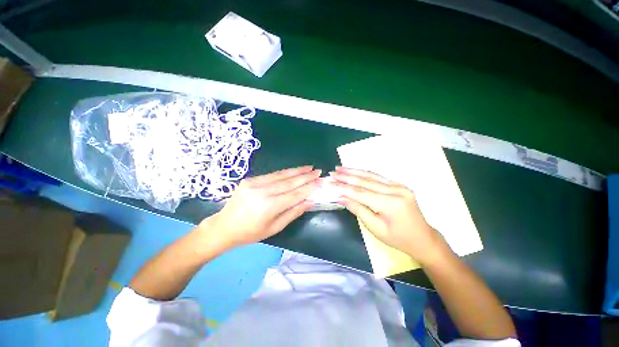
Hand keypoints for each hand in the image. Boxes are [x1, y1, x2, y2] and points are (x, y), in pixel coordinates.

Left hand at [200, 166, 320, 247]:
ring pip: (281, 175)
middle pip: (289, 182)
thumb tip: (310, 201)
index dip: (309, 187)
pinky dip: (285, 172)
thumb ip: (293, 212)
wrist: (224, 226)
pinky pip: (272, 174)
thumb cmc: (250, 232)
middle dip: (305, 176)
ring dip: (296, 170)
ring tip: (309, 167)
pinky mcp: (250, 179)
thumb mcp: (275, 227)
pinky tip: (293, 170)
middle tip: (318, 171)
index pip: (294, 194)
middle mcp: (262, 192)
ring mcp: (254, 183)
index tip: (320, 181)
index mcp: (268, 206)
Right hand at [330, 167, 448, 265]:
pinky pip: (378, 177)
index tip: (330, 183)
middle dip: (346, 176)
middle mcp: (396, 190)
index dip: (343, 187)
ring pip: (371, 176)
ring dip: (354, 171)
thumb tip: (341, 197)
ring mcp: (399, 186)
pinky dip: (364, 173)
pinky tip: (355, 171)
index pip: (360, 192)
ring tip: (340, 168)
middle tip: (332, 172)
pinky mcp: (399, 185)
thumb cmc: (398, 239)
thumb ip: (358, 210)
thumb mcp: (375, 228)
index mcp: (390, 204)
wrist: (423, 238)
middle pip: (365, 181)